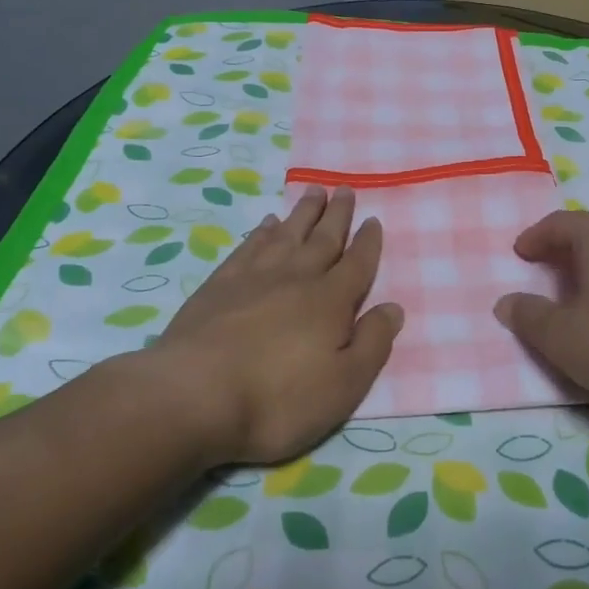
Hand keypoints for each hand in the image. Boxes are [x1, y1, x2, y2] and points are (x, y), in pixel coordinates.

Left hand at [142, 187, 401, 465]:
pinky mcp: (220, 284)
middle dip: (337, 214)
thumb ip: (372, 344)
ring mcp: (255, 277)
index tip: (373, 220)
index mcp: (330, 301)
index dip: (368, 242)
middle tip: (344, 189)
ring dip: (303, 213)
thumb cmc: (278, 399)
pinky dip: (262, 232)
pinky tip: (267, 224)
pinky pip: (249, 247)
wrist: (194, 394)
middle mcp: (296, 278)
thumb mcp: (343, 386)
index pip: (357, 264)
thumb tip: (393, 307)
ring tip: (313, 191)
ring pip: (287, 234)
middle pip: (323, 239)